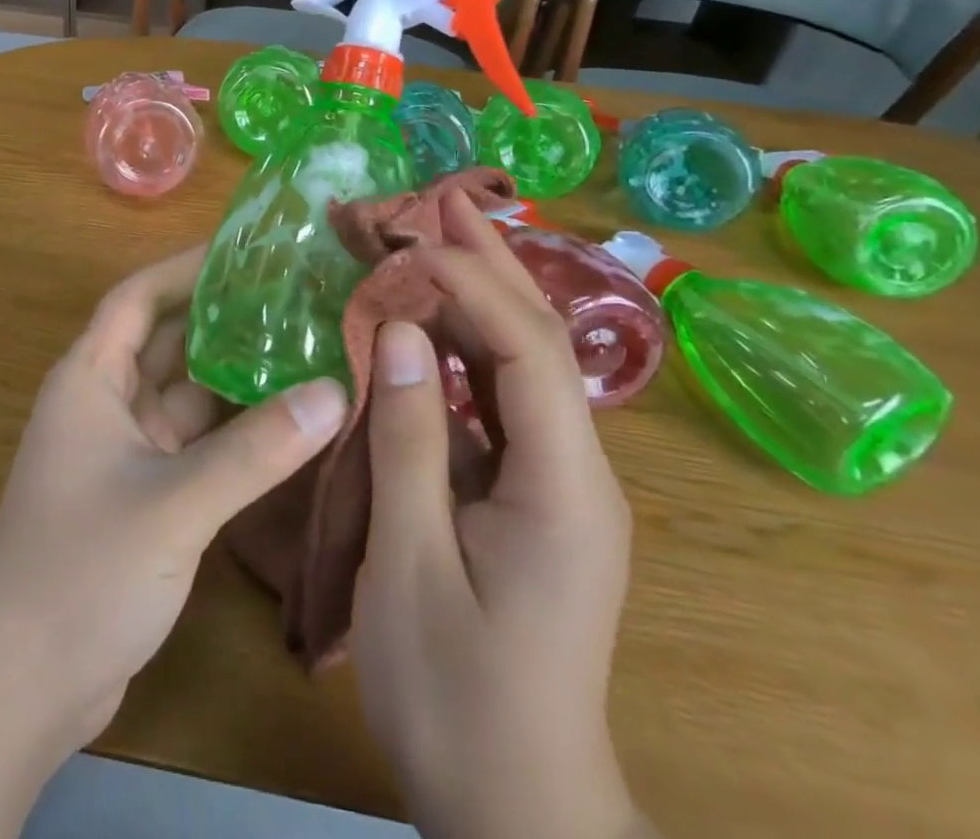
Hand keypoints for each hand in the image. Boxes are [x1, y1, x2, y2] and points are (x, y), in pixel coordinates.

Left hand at [0, 245, 349, 758]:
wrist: (19, 686)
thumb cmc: (80, 571)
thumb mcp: (173, 504)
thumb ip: (254, 451)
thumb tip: (333, 393)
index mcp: (90, 378)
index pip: (137, 298)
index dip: (184, 267)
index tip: (244, 249)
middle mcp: (106, 403)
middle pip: (168, 341)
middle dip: (223, 318)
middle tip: (294, 295)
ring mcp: (126, 452)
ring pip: (187, 395)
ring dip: (235, 376)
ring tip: (306, 345)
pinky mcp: (147, 496)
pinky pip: (197, 444)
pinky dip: (236, 431)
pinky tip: (290, 421)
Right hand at [352, 190, 642, 838]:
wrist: (516, 807)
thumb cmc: (455, 691)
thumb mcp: (410, 562)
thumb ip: (408, 439)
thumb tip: (401, 330)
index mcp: (563, 487)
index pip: (527, 351)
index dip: (472, 282)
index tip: (412, 236)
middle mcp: (578, 471)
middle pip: (539, 342)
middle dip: (490, 265)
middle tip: (436, 200)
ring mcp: (558, 483)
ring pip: (521, 366)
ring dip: (475, 298)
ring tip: (429, 239)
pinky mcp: (531, 496)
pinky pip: (499, 402)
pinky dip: (462, 349)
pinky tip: (427, 325)